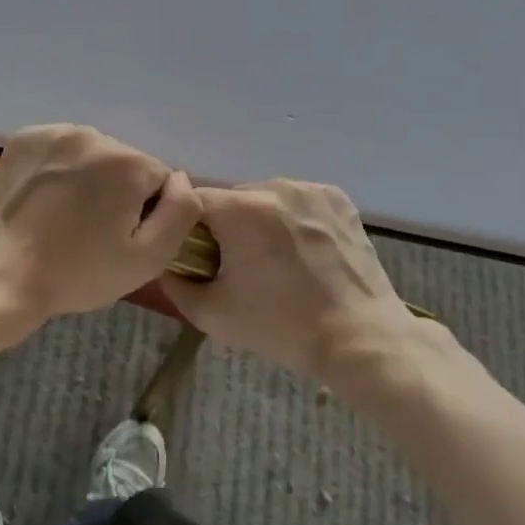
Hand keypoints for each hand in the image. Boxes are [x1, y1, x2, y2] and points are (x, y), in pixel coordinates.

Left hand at [0, 125, 202, 324]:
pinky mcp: (23, 139)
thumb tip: (182, 179)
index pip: (159, 181)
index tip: (120, 239)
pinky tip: (44, 199)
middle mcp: (94, 135)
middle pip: (124, 164)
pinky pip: (59, 150)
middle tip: (91, 232)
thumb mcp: (148, 259)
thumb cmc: (78, 273)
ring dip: (87, 178)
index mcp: (128, 162)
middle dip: (116, 192)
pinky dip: (58, 168)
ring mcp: (54, 133)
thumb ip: (182, 212)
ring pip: (91, 155)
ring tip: (64, 216)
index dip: (146, 214)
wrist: (0, 275)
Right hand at [164, 181, 412, 377]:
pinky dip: (294, 218)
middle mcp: (273, 187)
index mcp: (238, 210)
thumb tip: (165, 265)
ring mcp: (309, 190)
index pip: (193, 202)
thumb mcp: (212, 314)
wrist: (359, 337)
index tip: (200, 256)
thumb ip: (175, 284)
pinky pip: (299, 201)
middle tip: (239, 264)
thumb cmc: (280, 326)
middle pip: (232, 198)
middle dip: (228, 225)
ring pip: (266, 197)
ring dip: (262, 220)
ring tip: (276, 259)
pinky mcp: (337, 198)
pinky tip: (304, 250)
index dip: (190, 228)